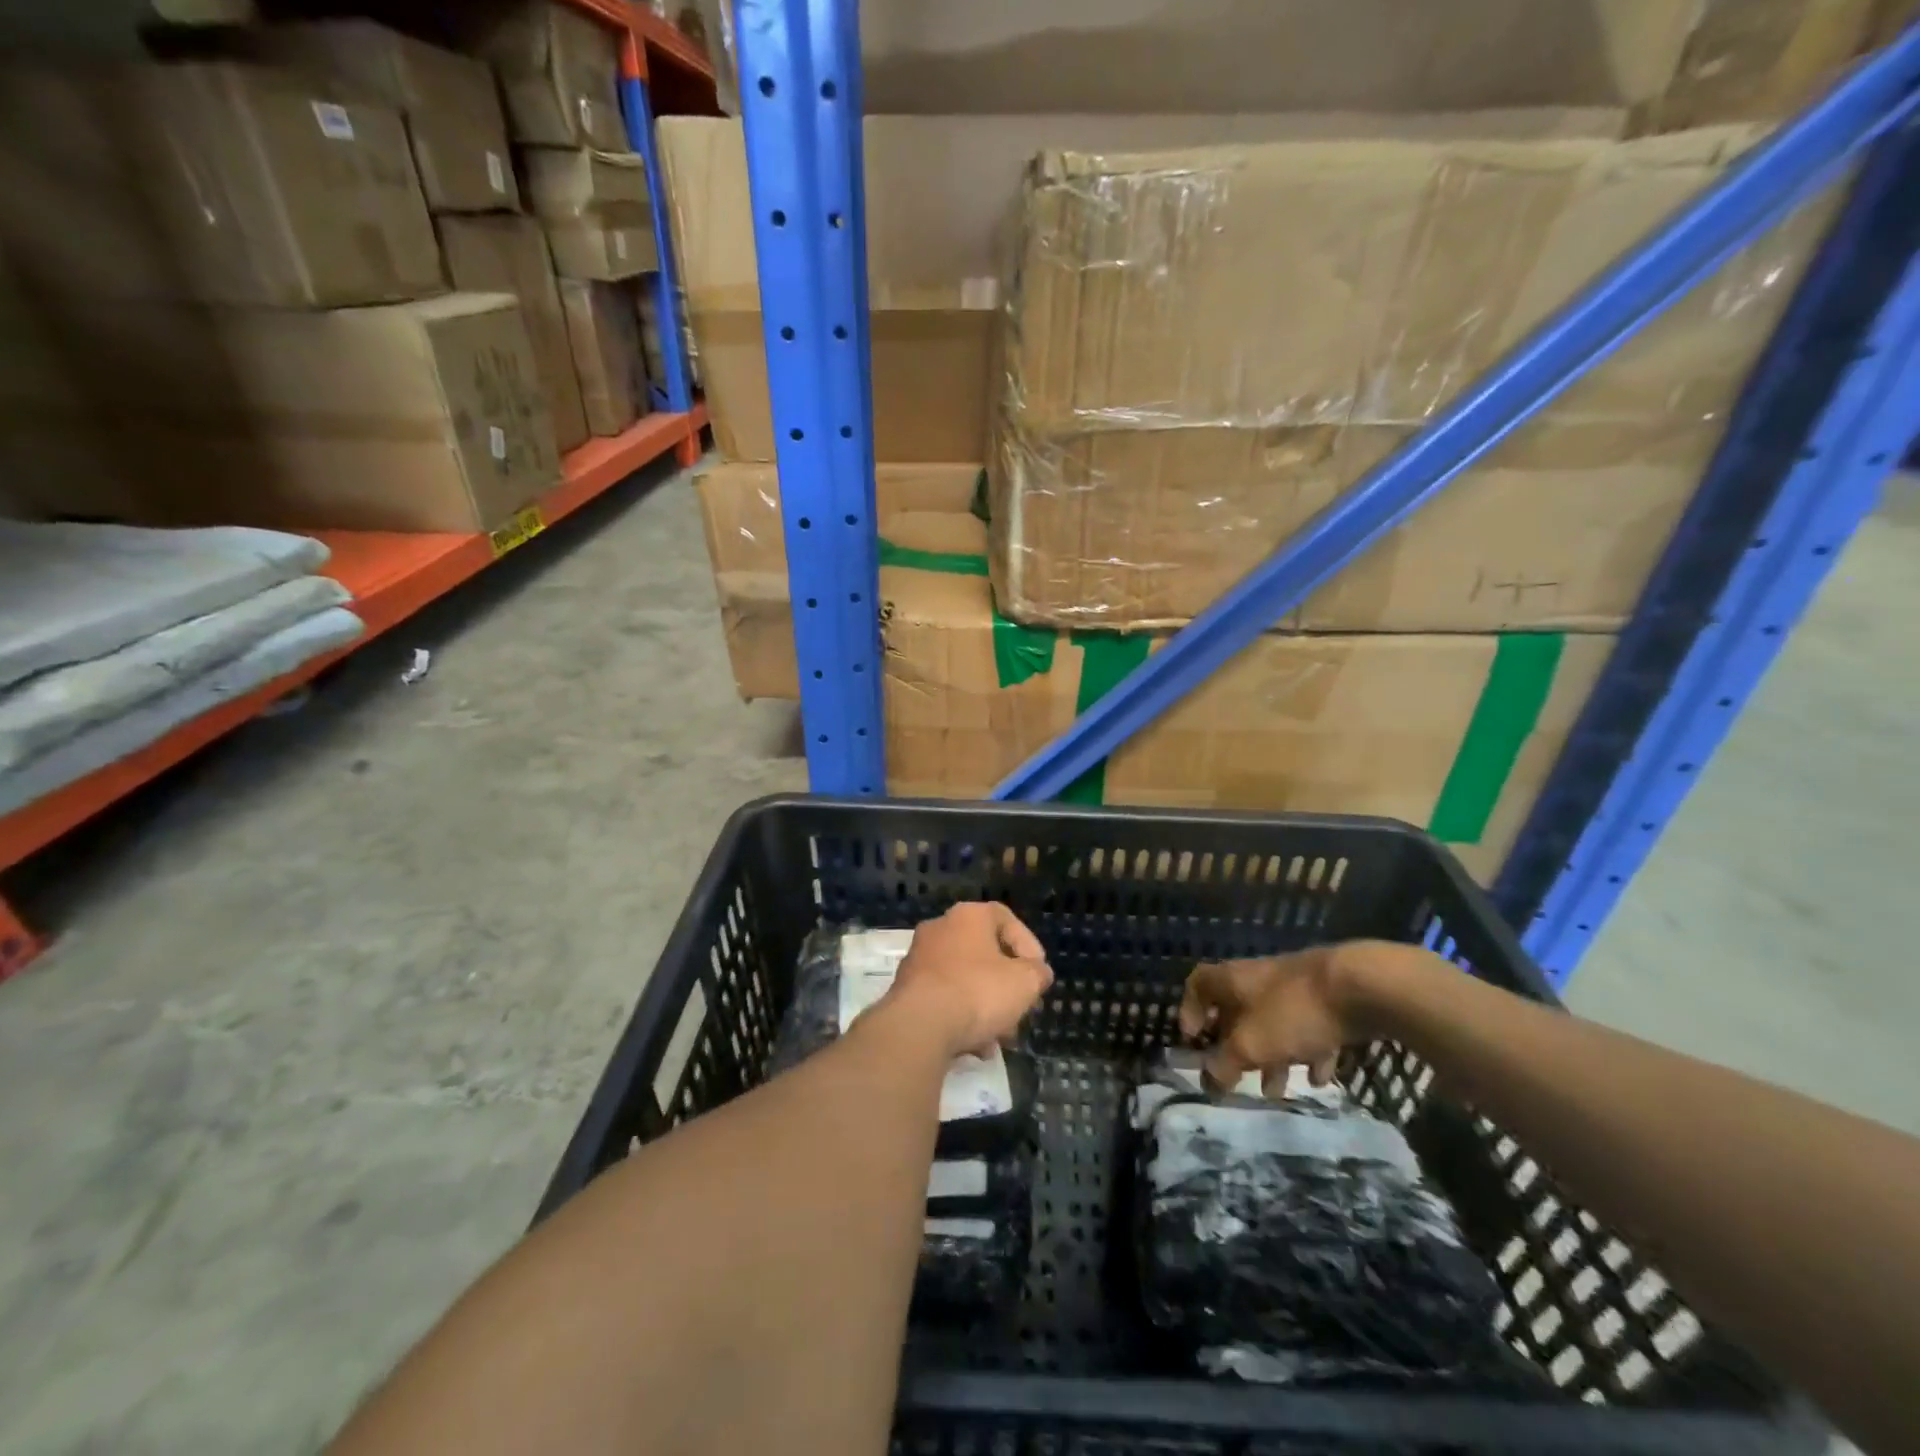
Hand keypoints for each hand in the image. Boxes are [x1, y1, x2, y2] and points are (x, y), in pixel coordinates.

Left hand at [886, 902, 1052, 1057]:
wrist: (919, 1025)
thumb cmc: (978, 992)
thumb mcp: (1025, 982)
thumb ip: (1037, 973)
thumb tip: (1037, 973)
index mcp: (968, 916)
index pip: (1005, 918)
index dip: (1027, 945)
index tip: (1037, 973)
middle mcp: (939, 928)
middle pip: (983, 952)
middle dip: (1005, 984)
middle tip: (1020, 1008)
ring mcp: (918, 958)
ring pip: (963, 979)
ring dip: (984, 1006)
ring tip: (1000, 1037)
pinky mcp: (905, 989)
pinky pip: (943, 999)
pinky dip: (960, 1017)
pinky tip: (975, 1046)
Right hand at [1178, 942, 1405, 1094]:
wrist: (1361, 986)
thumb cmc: (1293, 1011)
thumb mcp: (1251, 1044)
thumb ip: (1225, 1064)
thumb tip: (1207, 1082)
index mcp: (1232, 980)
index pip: (1197, 985)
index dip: (1189, 1011)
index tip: (1193, 1040)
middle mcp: (1258, 980)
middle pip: (1237, 1011)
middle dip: (1236, 1048)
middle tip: (1236, 1076)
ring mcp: (1295, 989)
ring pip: (1273, 1024)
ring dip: (1272, 1057)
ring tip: (1277, 1092)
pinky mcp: (1327, 1000)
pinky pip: (1308, 1029)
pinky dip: (1308, 1052)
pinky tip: (1318, 1078)